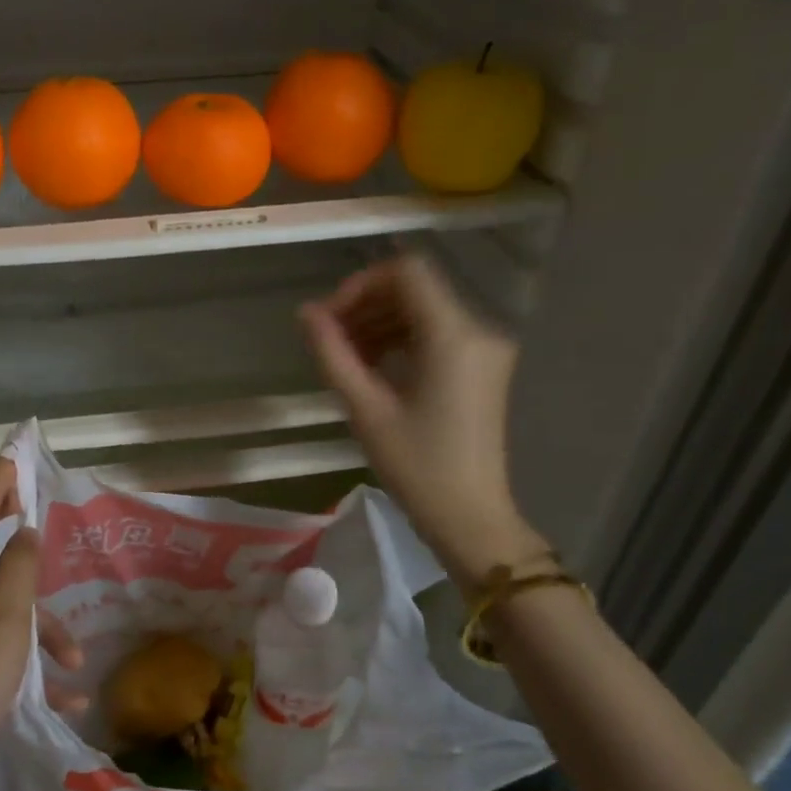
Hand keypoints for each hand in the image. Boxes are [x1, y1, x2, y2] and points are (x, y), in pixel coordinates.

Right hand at [300, 255, 549, 588]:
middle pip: (414, 290)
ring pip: (423, 310)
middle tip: (328, 340)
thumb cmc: (416, 466)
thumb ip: (333, 353)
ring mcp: (485, 349)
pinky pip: (435, 333)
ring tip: (344, 357)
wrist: (470, 517)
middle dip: (365, 305)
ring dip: (379, 323)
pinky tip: (372, 367)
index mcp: (454, 336)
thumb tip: (305, 312)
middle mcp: (478, 331)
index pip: (407, 272)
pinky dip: (400, 339)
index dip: (360, 284)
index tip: (330, 318)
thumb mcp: (365, 408)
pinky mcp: (482, 367)